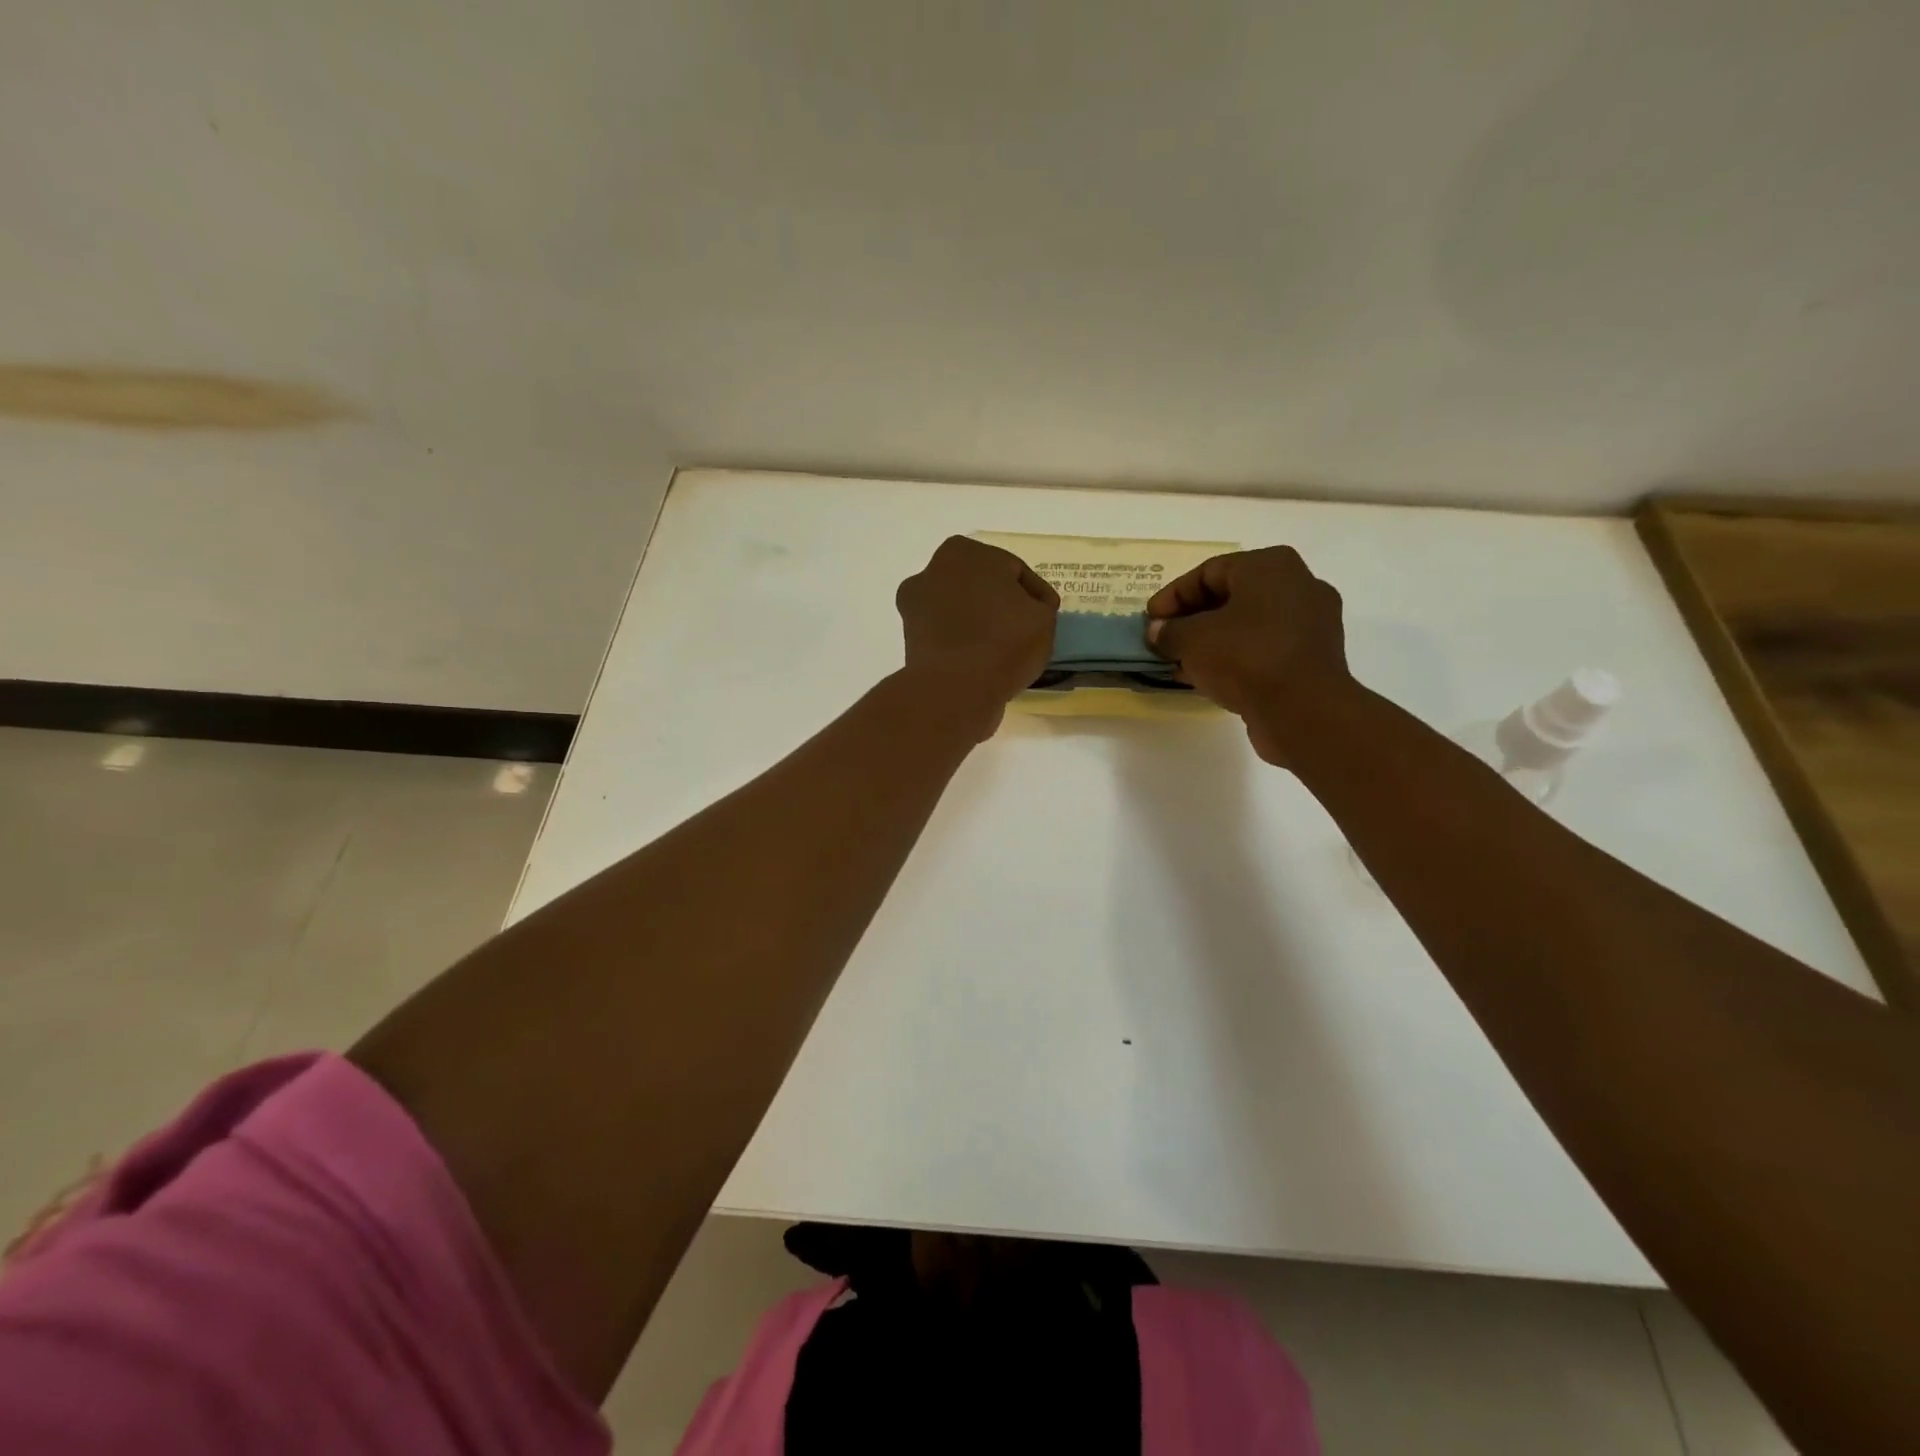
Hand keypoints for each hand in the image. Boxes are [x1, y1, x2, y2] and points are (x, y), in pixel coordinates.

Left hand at [896, 536, 1058, 736]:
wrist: (956, 689)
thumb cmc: (1003, 641)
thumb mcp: (1043, 617)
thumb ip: (1038, 604)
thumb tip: (1028, 609)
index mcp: (962, 552)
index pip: (1012, 570)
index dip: (1034, 594)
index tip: (1047, 615)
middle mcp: (931, 572)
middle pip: (981, 588)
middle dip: (1001, 605)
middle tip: (1026, 631)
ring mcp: (915, 608)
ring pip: (961, 612)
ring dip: (980, 625)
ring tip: (1004, 650)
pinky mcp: (910, 642)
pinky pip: (948, 638)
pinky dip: (963, 645)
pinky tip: (982, 663)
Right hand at [1145, 546, 1351, 764]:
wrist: (1303, 710)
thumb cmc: (1245, 657)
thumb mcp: (1192, 639)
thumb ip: (1168, 631)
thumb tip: (1158, 632)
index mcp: (1270, 565)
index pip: (1208, 572)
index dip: (1172, 596)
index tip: (1149, 621)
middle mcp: (1297, 585)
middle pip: (1230, 597)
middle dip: (1191, 620)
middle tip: (1163, 641)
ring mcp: (1311, 622)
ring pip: (1247, 625)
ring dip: (1211, 642)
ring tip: (1181, 663)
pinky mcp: (1313, 657)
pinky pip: (1264, 648)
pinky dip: (1235, 658)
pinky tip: (1208, 678)